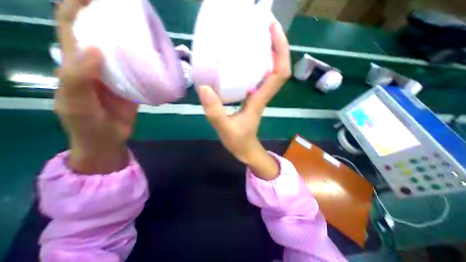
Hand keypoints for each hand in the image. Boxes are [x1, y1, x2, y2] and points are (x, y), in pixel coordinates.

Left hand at [54, 0, 136, 173]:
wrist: (108, 139)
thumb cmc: (87, 124)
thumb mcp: (76, 103)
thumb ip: (78, 77)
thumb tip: (96, 48)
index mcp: (76, 64)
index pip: (71, 27)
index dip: (77, 6)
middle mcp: (98, 66)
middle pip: (101, 36)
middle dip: (109, 19)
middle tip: (129, 12)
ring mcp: (118, 77)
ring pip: (123, 53)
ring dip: (131, 41)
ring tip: (145, 32)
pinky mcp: (133, 87)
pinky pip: (139, 71)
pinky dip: (145, 63)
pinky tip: (154, 60)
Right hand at [197, 22, 289, 179]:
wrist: (246, 150)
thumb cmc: (239, 142)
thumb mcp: (225, 130)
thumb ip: (216, 113)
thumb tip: (204, 88)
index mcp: (259, 100)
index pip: (279, 73)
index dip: (280, 51)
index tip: (272, 31)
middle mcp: (262, 94)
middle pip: (277, 67)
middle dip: (275, 45)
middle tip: (262, 26)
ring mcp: (257, 95)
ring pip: (268, 71)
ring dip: (266, 52)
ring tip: (253, 36)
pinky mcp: (250, 98)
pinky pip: (256, 77)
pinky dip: (254, 64)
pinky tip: (242, 59)